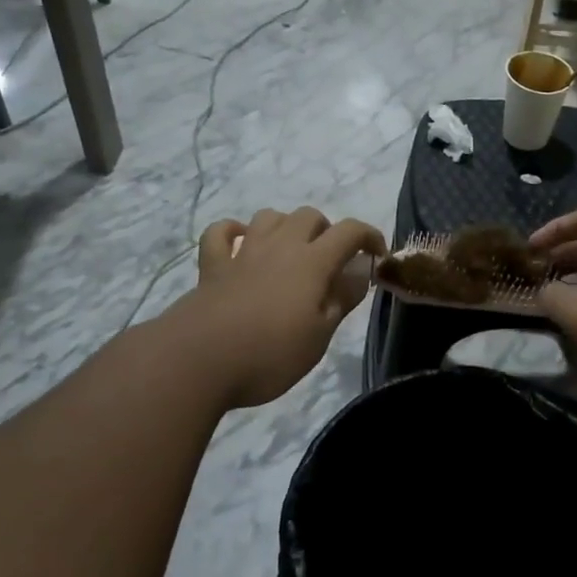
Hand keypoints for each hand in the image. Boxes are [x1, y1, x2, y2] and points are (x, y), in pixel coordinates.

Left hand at [177, 208, 385, 407]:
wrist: (198, 361)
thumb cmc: (269, 354)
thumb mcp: (319, 336)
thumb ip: (341, 299)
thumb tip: (359, 271)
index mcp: (312, 262)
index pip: (350, 232)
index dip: (369, 236)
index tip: (377, 255)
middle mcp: (280, 246)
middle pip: (308, 216)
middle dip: (326, 230)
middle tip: (329, 262)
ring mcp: (242, 252)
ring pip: (268, 217)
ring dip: (285, 226)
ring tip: (290, 252)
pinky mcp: (211, 265)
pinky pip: (221, 232)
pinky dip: (233, 232)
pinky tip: (240, 245)